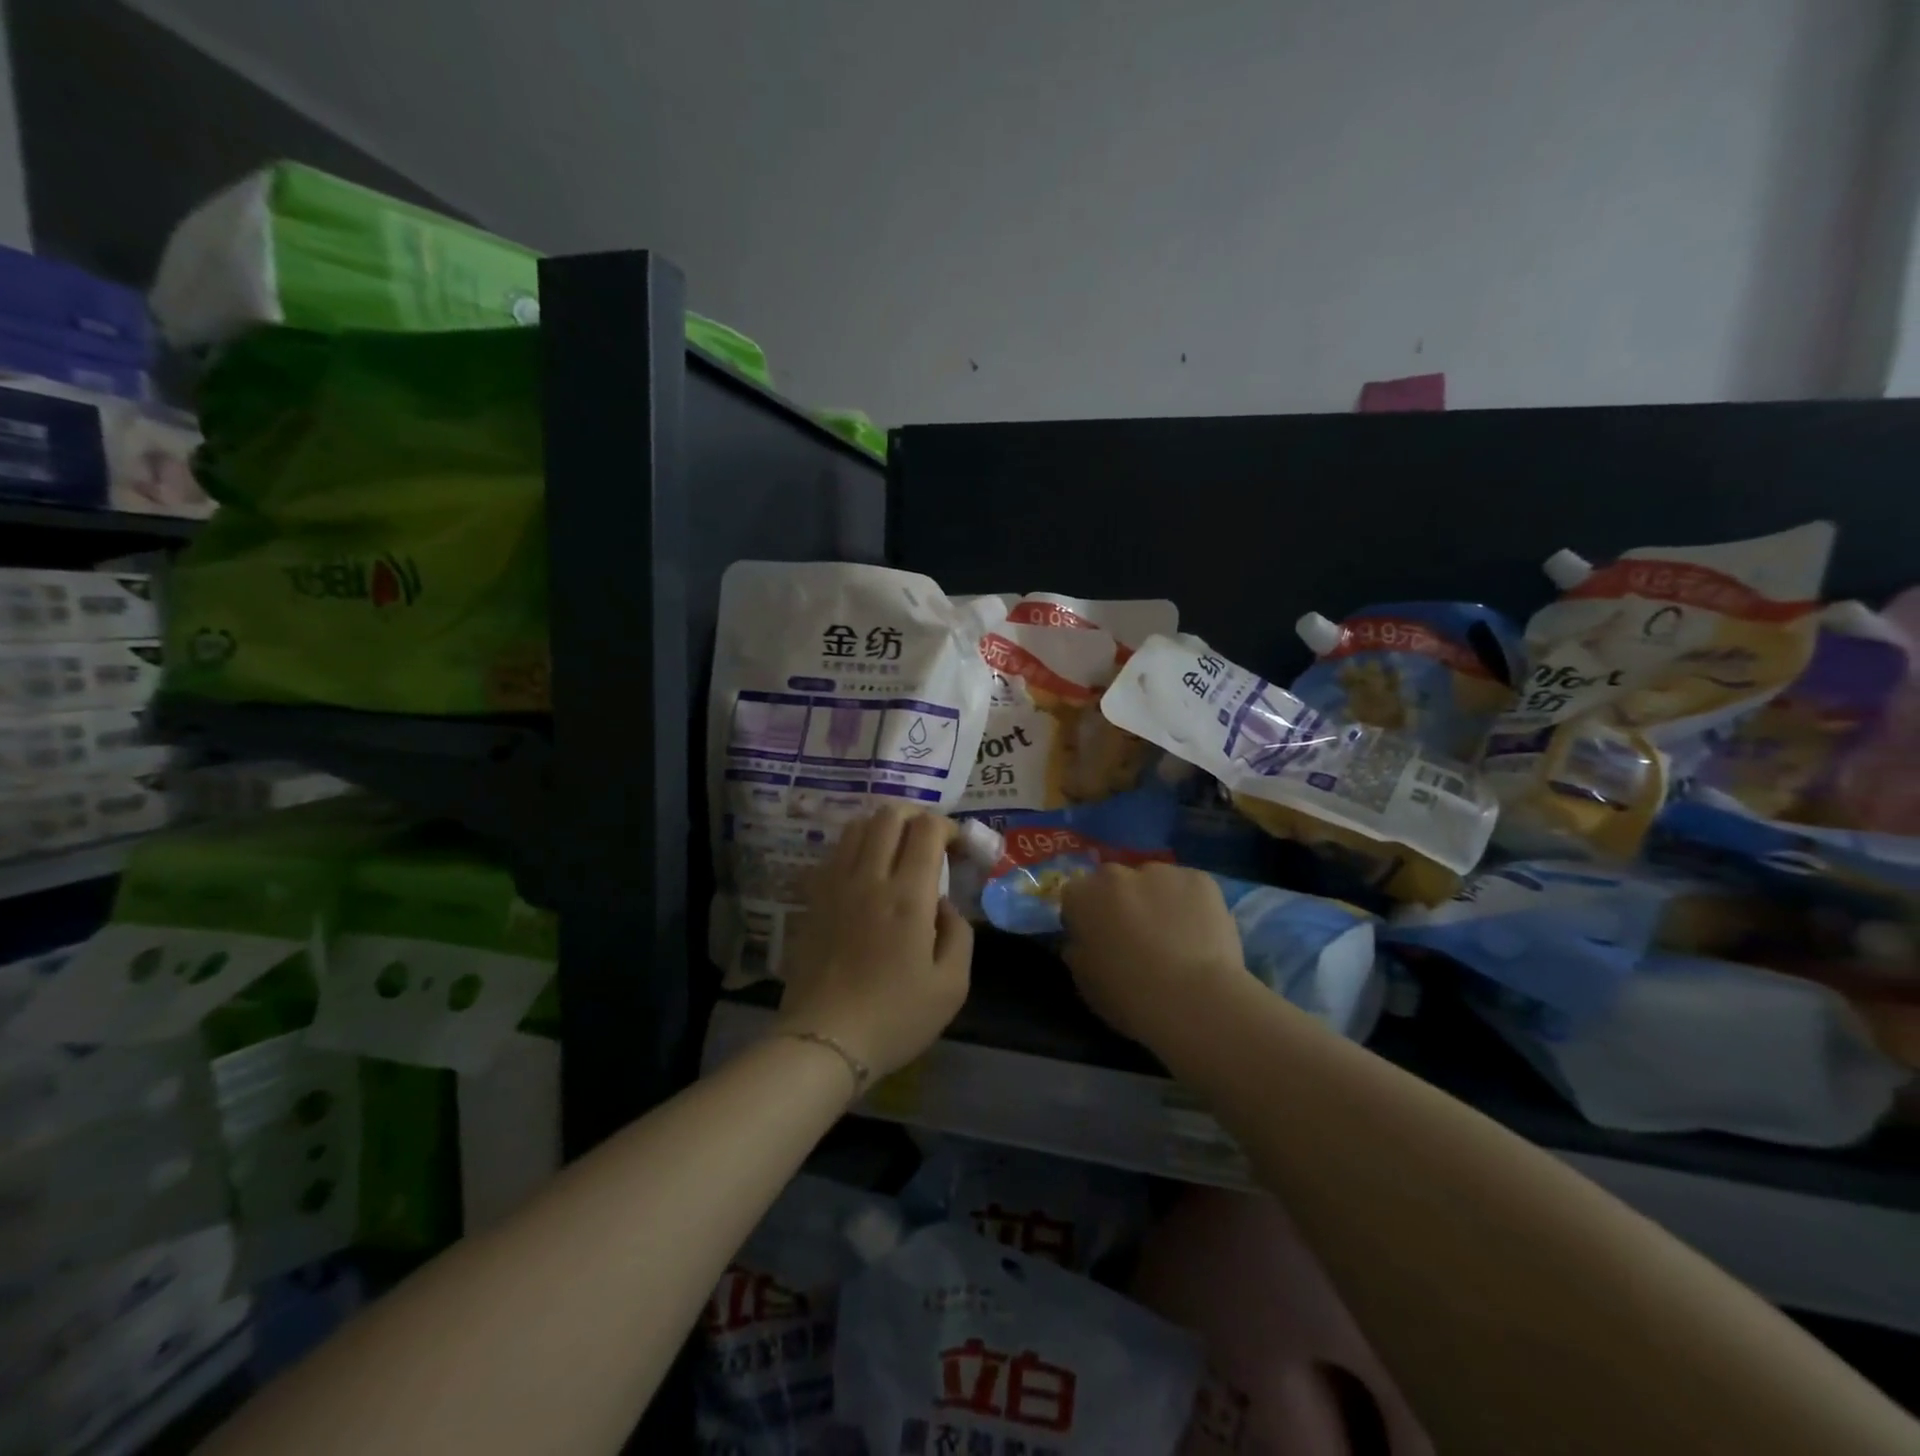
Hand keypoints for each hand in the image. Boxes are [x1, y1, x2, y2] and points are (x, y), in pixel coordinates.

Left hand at [774, 805, 972, 1082]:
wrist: (824, 1041)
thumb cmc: (895, 1018)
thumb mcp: (952, 986)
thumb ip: (959, 934)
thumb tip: (944, 904)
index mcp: (908, 896)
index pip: (926, 829)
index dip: (948, 826)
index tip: (958, 846)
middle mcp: (869, 878)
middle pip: (889, 815)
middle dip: (916, 816)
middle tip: (929, 841)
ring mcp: (835, 885)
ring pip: (857, 826)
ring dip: (883, 827)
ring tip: (897, 851)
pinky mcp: (812, 899)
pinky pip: (834, 853)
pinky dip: (855, 848)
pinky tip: (865, 874)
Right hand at [1060, 862, 1245, 1047]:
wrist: (1195, 1000)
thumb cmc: (1130, 998)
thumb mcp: (1086, 984)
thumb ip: (1078, 952)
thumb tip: (1083, 941)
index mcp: (1081, 896)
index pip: (1076, 895)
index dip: (1087, 917)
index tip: (1099, 940)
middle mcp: (1115, 874)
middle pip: (1114, 882)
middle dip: (1121, 902)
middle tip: (1138, 936)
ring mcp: (1160, 872)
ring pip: (1154, 881)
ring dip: (1157, 900)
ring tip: (1176, 938)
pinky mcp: (1199, 878)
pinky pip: (1189, 887)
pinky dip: (1192, 904)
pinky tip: (1202, 934)